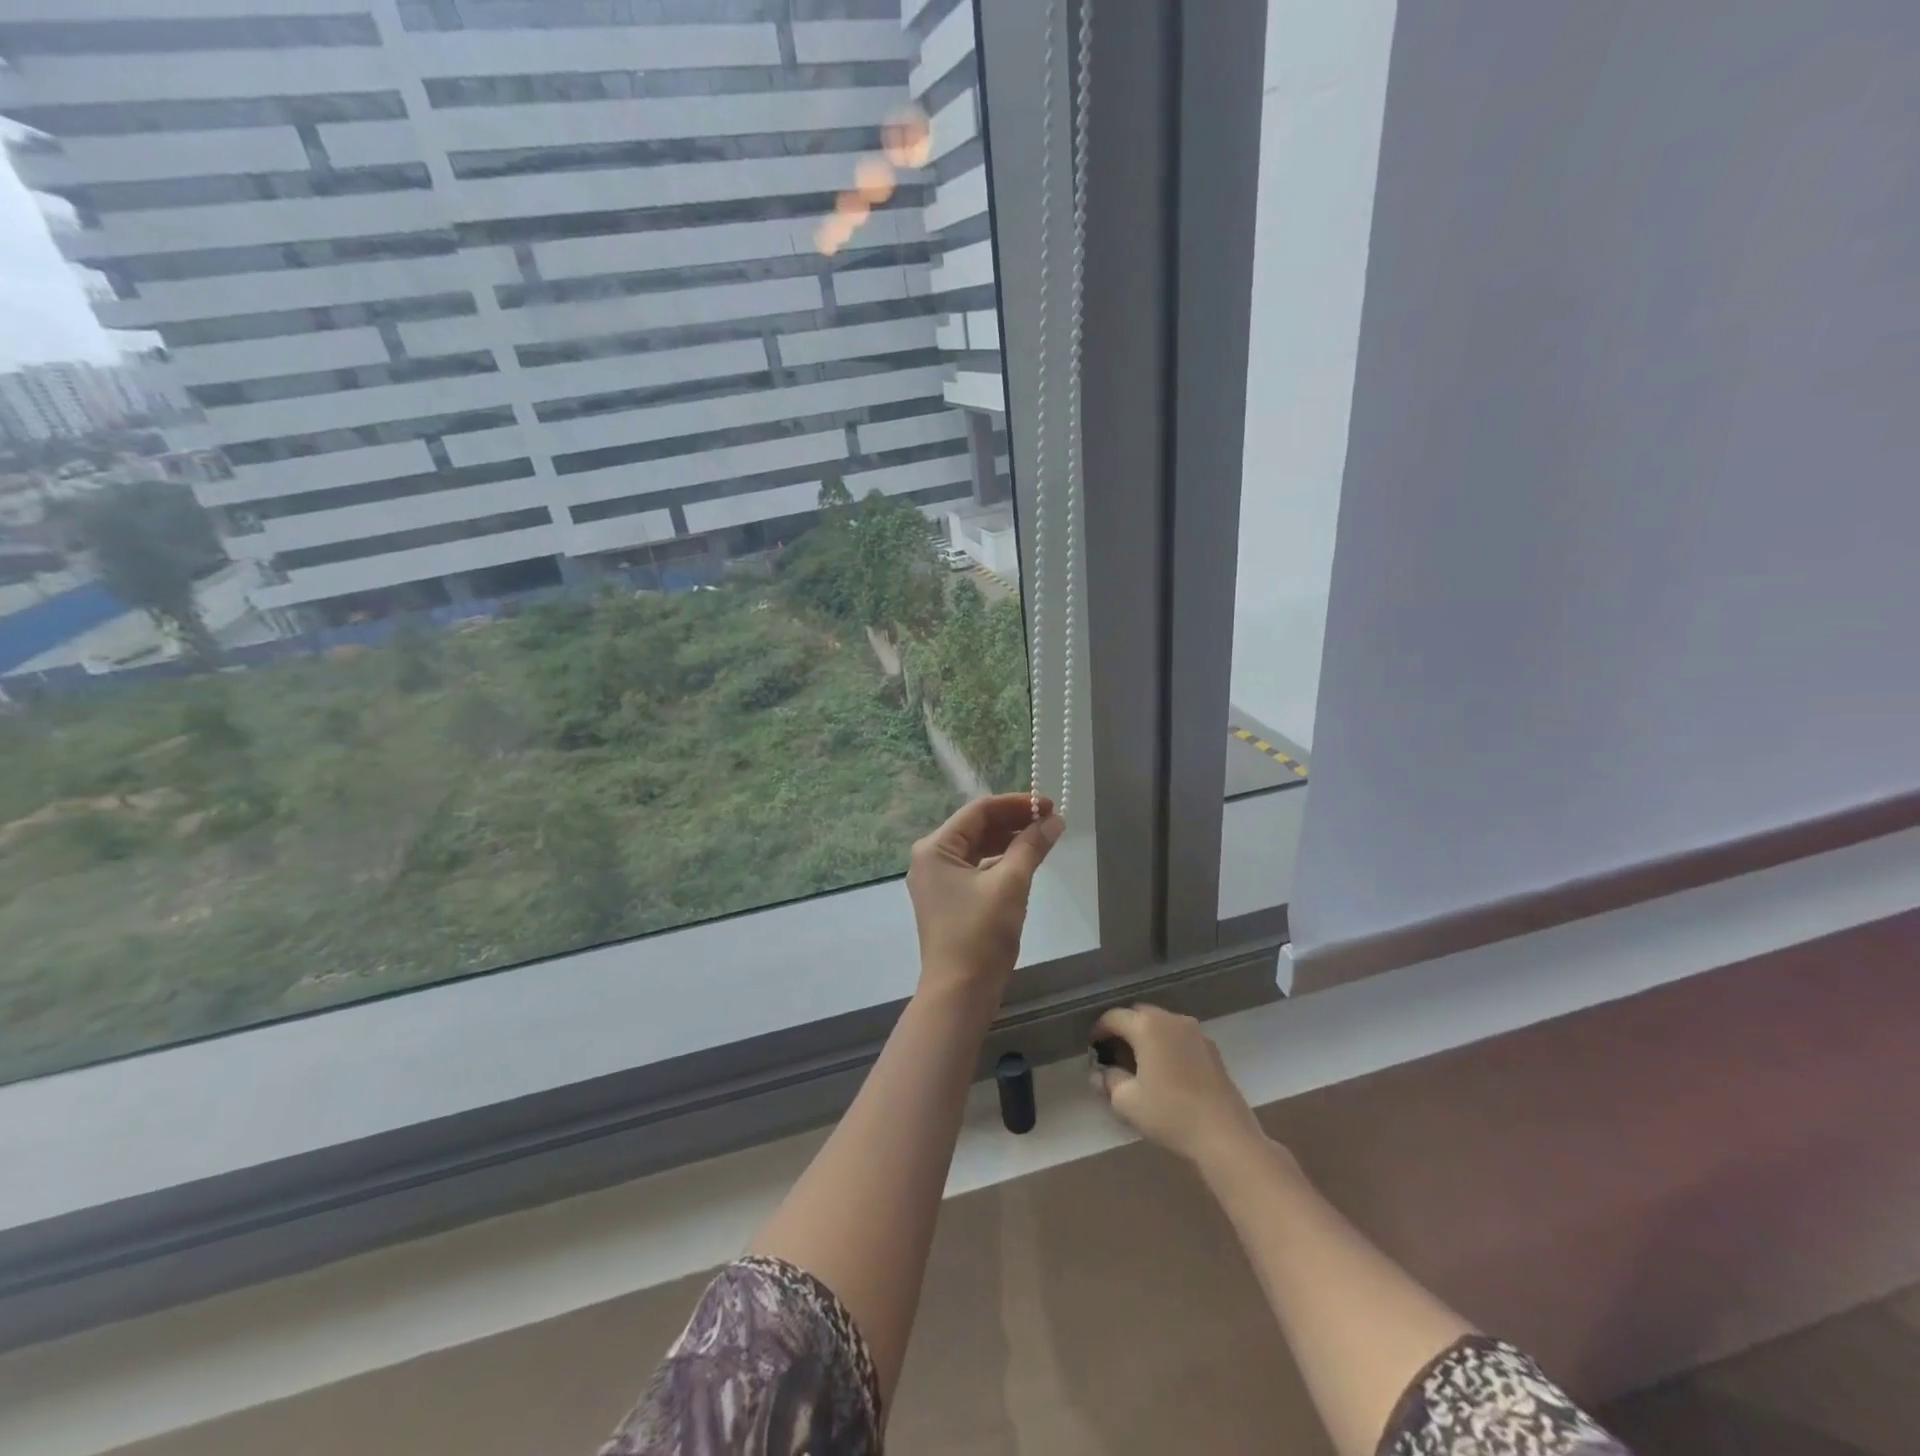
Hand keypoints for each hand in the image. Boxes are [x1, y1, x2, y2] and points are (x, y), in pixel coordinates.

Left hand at [907, 794, 1064, 1005]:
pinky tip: (1026, 863)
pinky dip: (1001, 863)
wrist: (960, 993)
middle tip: (1052, 821)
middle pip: (977, 827)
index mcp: (935, 848)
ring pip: (978, 848)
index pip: (979, 811)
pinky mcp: (950, 900)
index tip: (1049, 805)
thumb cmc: (980, 934)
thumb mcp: (1010, 884)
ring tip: (1044, 838)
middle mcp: (931, 859)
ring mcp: (939, 881)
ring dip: (1010, 841)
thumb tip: (1054, 820)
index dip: (1016, 804)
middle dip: (1014, 822)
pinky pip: (977, 869)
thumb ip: (1031, 846)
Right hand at [1091, 1004, 1266, 1166]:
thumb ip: (1109, 1081)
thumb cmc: (1170, 1113)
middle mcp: (1171, 1019)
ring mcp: (1195, 1032)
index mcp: (1147, 1025)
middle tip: (1115, 1055)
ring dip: (1147, 1037)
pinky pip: (1180, 1037)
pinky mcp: (1212, 1049)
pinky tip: (1167, 1072)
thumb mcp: (1127, 1102)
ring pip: (1162, 1025)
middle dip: (1124, 1030)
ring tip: (1141, 1064)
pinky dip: (1168, 1046)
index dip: (1099, 1031)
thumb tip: (1100, 1073)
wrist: (1225, 1135)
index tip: (1093, 1049)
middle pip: (1139, 1015)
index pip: (1113, 1017)